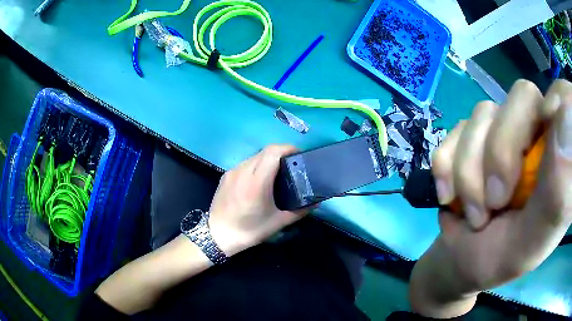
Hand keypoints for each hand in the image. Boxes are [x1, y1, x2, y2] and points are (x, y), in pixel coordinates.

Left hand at [208, 145, 309, 255]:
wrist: (217, 235)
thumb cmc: (249, 230)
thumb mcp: (278, 222)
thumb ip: (300, 211)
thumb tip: (316, 202)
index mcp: (257, 182)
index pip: (273, 152)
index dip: (288, 148)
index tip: (298, 155)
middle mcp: (243, 171)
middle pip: (265, 151)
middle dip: (281, 153)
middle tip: (291, 165)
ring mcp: (232, 172)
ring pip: (254, 156)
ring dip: (267, 159)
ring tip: (276, 172)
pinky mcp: (225, 175)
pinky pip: (244, 164)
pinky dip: (256, 166)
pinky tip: (259, 180)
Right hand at [410, 80, 571, 317]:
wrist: (464, 260)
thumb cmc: (506, 255)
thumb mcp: (536, 239)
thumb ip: (558, 192)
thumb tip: (567, 125)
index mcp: (557, 153)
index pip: (560, 99)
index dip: (551, 109)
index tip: (537, 157)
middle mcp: (534, 130)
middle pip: (520, 97)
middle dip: (501, 152)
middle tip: (495, 203)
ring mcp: (501, 129)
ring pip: (481, 115)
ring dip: (469, 172)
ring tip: (474, 215)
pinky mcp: (470, 137)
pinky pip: (454, 131)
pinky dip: (445, 166)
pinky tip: (448, 196)